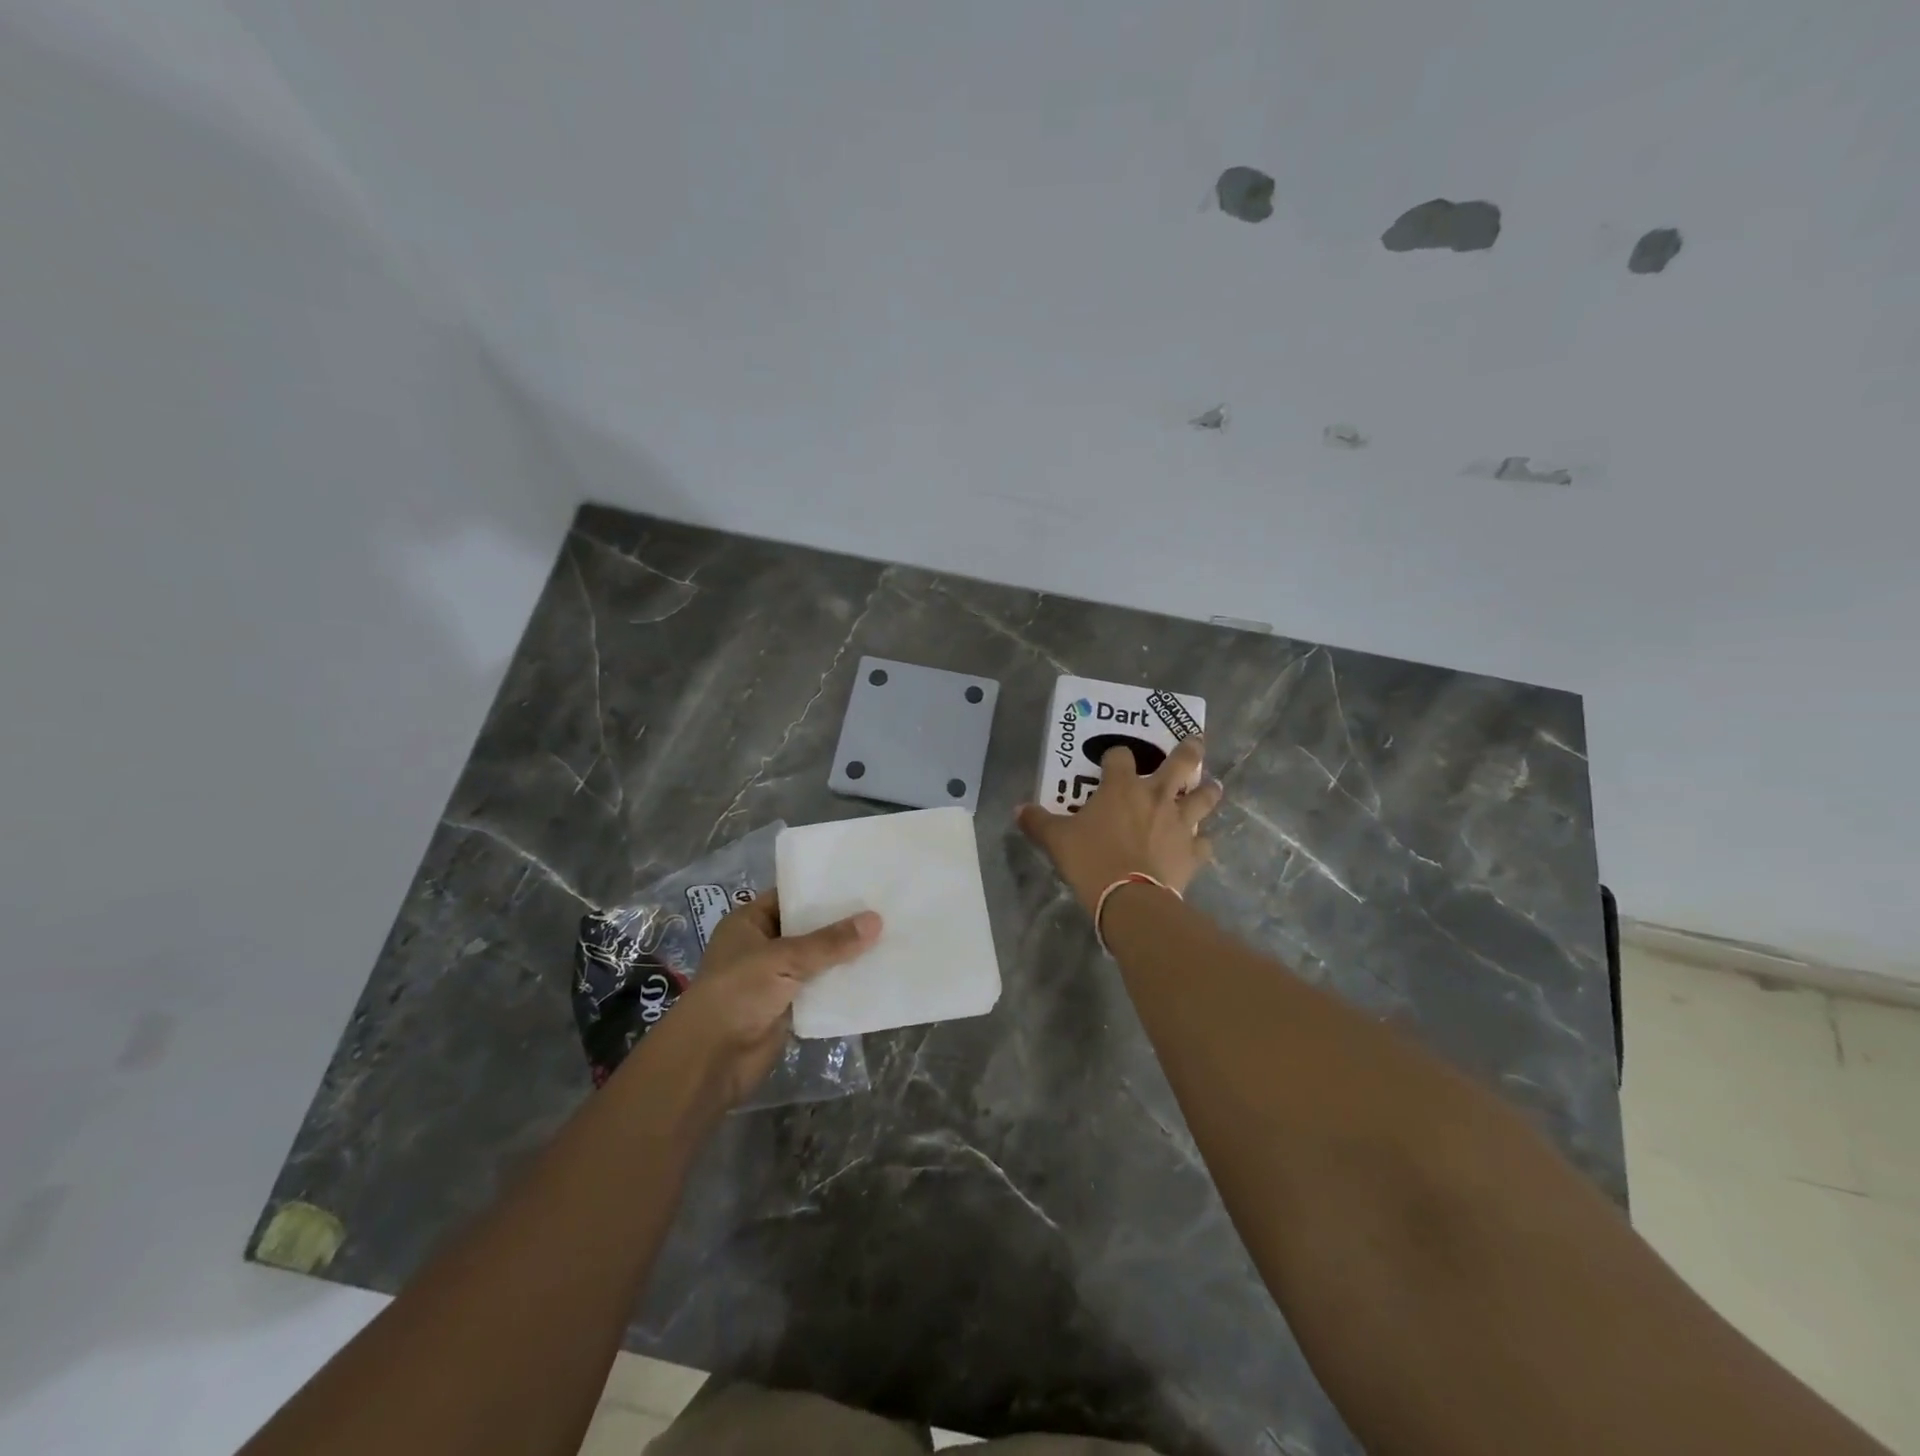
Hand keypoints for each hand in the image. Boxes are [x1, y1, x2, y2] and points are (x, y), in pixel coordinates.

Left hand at [643, 891, 880, 1107]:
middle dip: (840, 923)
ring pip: (817, 960)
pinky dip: (841, 984)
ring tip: (888, 935)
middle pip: (807, 928)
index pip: (790, 896)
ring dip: (844, 955)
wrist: (711, 1060)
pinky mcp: (787, 1007)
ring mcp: (774, 978)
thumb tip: (876, 920)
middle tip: (883, 907)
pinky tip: (874, 973)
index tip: (860, 880)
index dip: (822, 889)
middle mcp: (761, 946)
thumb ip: (830, 942)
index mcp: (749, 922)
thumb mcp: (784, 958)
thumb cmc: (738, 993)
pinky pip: (820, 989)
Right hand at [1018, 735, 1221, 912]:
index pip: (1120, 756)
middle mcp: (1156, 796)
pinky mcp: (1193, 851)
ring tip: (1212, 785)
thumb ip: (1038, 821)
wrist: (1129, 898)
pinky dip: (1202, 842)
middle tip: (1195, 740)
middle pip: (1181, 763)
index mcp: (1121, 787)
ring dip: (1208, 789)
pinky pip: (1205, 842)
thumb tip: (1020, 810)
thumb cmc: (1091, 860)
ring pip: (1204, 797)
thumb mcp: (1056, 840)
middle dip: (1189, 750)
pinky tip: (1199, 844)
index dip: (1116, 756)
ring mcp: (1180, 822)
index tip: (1112, 761)